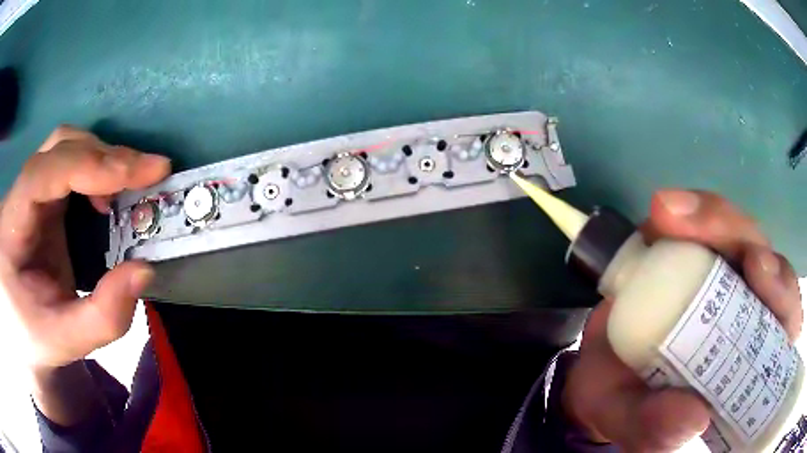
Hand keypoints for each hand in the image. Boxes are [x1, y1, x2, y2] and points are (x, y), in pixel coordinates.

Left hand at [0, 126, 169, 369]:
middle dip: (104, 157)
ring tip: (133, 183)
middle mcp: (18, 194)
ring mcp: (28, 188)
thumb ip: (104, 317)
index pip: (44, 174)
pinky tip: (109, 194)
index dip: (89, 165)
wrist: (19, 328)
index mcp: (12, 226)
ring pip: (66, 145)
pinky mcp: (41, 193)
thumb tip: (144, 269)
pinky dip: (96, 169)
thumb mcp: (66, 341)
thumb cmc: (35, 335)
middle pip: (59, 146)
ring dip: (103, 158)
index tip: (143, 173)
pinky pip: (69, 162)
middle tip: (148, 175)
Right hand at [562, 190, 802, 451]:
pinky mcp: (692, 250)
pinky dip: (687, 213)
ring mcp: (721, 274)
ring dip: (711, 217)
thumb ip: (658, 431)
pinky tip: (662, 214)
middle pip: (763, 258)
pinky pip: (700, 223)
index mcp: (749, 356)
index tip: (757, 272)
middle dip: (740, 237)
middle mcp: (745, 308)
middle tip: (698, 231)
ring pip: (736, 231)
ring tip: (667, 214)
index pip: (783, 317)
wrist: (599, 374)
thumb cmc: (627, 403)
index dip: (781, 288)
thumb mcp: (637, 427)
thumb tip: (694, 417)